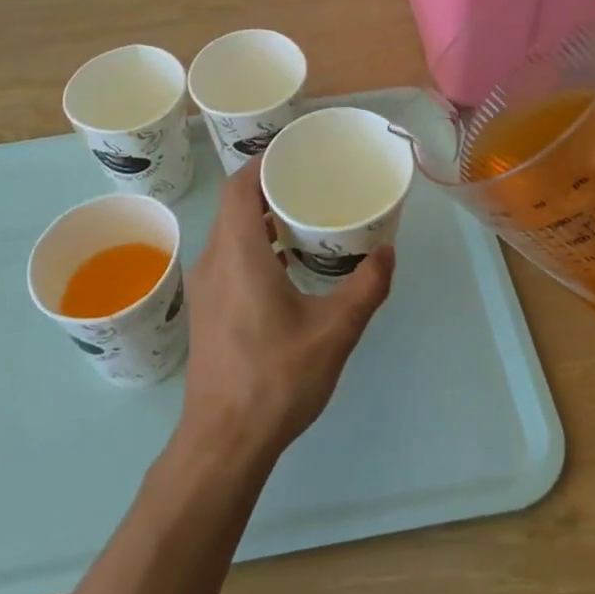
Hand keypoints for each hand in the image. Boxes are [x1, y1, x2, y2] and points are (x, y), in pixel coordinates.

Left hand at [178, 161, 394, 463]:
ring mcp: (206, 285)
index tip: (297, 152)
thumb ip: (365, 288)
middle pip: (234, 203)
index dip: (264, 160)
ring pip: (229, 229)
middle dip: (269, 184)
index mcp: (239, 253)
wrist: (223, 441)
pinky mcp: (207, 306)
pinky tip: (286, 263)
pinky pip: (228, 254)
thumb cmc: (276, 379)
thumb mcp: (334, 332)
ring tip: (303, 215)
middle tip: (310, 180)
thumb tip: (388, 253)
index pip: (240, 185)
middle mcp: (215, 259)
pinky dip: (253, 242)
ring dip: (260, 216)